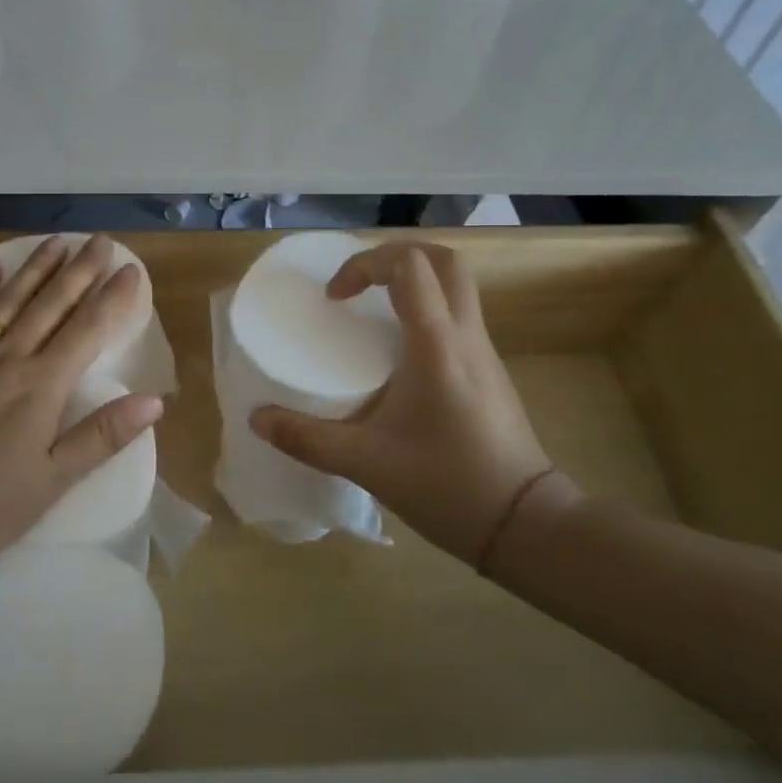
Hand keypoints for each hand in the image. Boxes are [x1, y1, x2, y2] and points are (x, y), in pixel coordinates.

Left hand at [0, 235, 161, 581]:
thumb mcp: (49, 483)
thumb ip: (100, 437)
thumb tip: (154, 400)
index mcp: (41, 386)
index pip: (87, 330)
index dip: (113, 298)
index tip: (132, 269)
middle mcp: (6, 358)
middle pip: (50, 304)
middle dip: (80, 270)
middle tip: (100, 239)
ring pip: (7, 300)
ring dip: (35, 268)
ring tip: (56, 241)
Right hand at [250, 241, 579, 576]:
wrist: (525, 526)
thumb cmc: (447, 485)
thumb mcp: (367, 463)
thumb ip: (307, 439)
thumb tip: (256, 420)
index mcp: (436, 345)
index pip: (409, 266)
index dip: (365, 265)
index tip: (335, 298)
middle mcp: (465, 336)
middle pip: (444, 261)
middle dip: (397, 257)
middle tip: (360, 283)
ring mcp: (484, 352)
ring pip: (458, 286)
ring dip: (415, 281)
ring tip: (373, 311)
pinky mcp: (490, 372)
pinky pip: (459, 316)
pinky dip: (428, 310)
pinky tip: (399, 352)